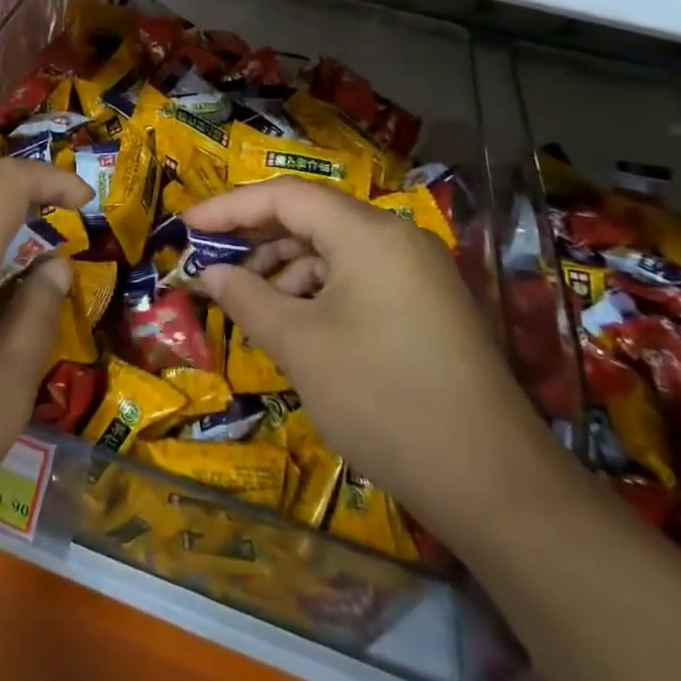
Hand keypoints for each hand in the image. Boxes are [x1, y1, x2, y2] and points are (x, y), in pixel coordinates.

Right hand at [181, 178, 557, 533]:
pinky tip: (296, 324)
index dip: (230, 208)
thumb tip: (209, 274)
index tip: (187, 226)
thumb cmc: (381, 399)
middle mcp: (396, 238)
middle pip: (311, 218)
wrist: (493, 483)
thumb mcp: (299, 345)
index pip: (286, 196)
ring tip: (250, 302)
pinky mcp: (428, 305)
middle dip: (256, 239)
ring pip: (334, 250)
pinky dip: (319, 291)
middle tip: (211, 263)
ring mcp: (417, 272)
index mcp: (368, 233)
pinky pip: (359, 278)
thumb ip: (246, 298)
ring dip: (286, 269)